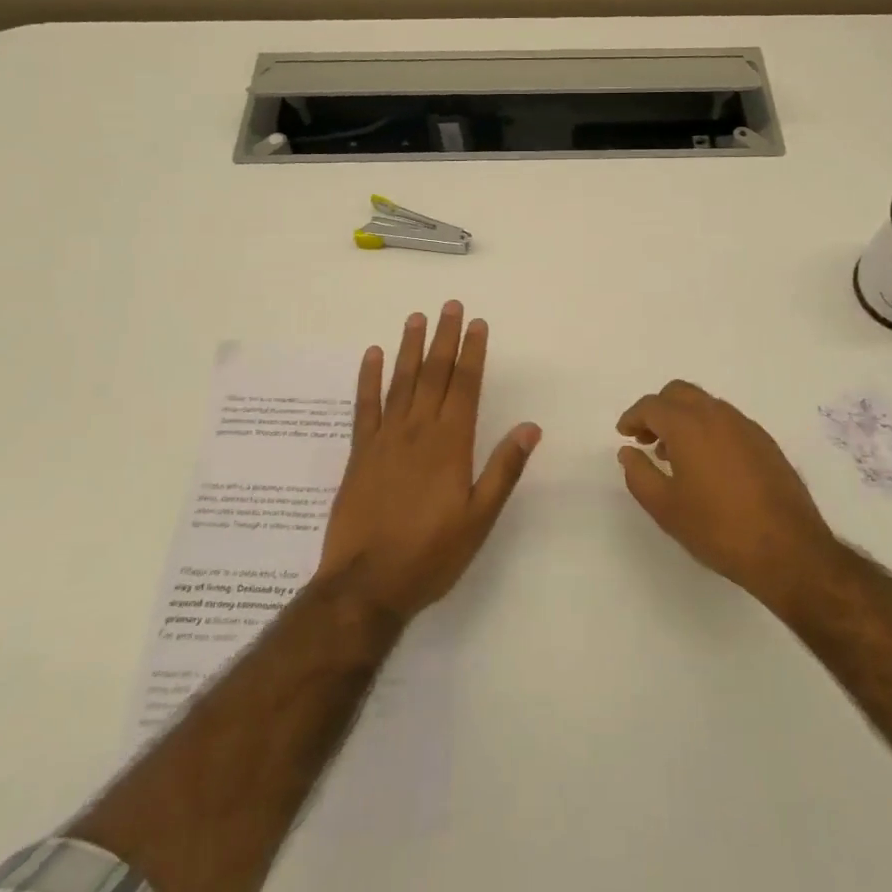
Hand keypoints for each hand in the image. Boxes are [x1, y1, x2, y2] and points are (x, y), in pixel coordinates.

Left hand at [317, 302, 540, 622]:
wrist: (366, 585)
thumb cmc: (431, 554)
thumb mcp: (479, 518)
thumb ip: (504, 469)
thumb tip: (531, 427)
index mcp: (451, 445)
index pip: (465, 386)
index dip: (472, 353)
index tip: (477, 324)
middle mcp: (418, 431)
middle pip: (434, 374)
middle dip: (444, 338)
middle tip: (450, 305)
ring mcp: (385, 439)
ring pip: (401, 382)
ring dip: (410, 348)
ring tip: (417, 317)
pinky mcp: (360, 453)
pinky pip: (364, 406)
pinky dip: (369, 378)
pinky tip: (373, 355)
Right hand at [617, 380, 838, 610]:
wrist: (788, 549)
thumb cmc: (717, 528)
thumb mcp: (665, 507)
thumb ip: (639, 474)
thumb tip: (628, 451)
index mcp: (689, 425)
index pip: (652, 405)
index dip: (633, 417)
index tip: (624, 434)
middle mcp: (718, 415)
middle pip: (680, 393)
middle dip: (658, 409)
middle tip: (646, 439)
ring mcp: (746, 426)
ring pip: (706, 405)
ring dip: (684, 418)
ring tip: (675, 455)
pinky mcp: (766, 443)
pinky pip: (728, 422)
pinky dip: (708, 429)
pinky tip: (708, 465)